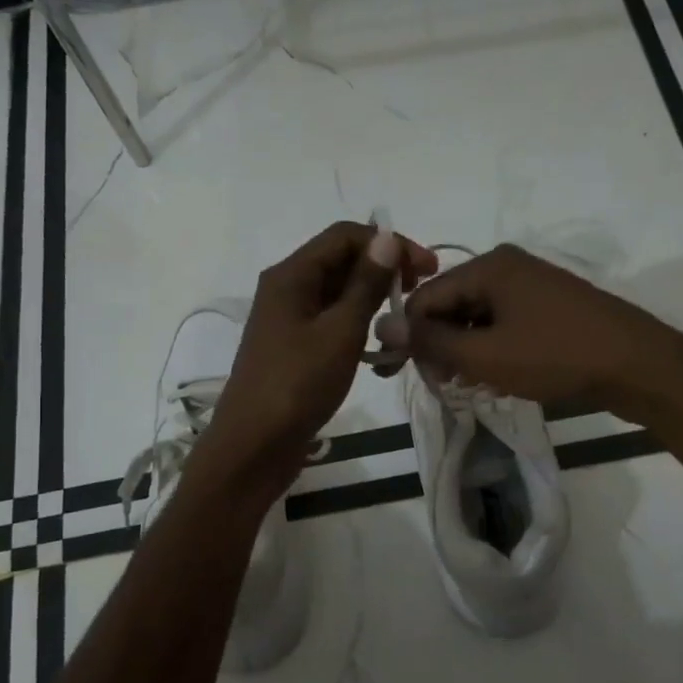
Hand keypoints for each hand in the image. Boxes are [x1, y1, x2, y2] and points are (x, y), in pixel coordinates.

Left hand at [196, 222, 436, 500]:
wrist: (254, 446)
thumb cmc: (298, 385)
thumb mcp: (340, 332)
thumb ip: (365, 285)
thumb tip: (385, 239)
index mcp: (292, 275)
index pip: (345, 236)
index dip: (389, 244)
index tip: (427, 267)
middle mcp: (287, 289)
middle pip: (342, 262)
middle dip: (384, 272)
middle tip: (420, 293)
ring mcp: (289, 320)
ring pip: (339, 295)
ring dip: (374, 303)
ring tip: (404, 326)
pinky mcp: (295, 348)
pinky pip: (332, 324)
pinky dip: (358, 330)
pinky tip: (380, 354)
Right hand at [388, 244, 682, 422]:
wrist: (639, 366)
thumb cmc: (557, 357)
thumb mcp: (486, 355)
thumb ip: (431, 341)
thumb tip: (380, 326)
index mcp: (488, 266)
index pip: (425, 297)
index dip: (410, 337)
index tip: (406, 376)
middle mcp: (507, 266)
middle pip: (450, 304)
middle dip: (440, 345)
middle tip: (443, 384)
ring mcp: (532, 285)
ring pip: (476, 318)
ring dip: (465, 351)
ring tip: (469, 385)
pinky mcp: (549, 307)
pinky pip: (503, 324)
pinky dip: (491, 349)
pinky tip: (495, 376)